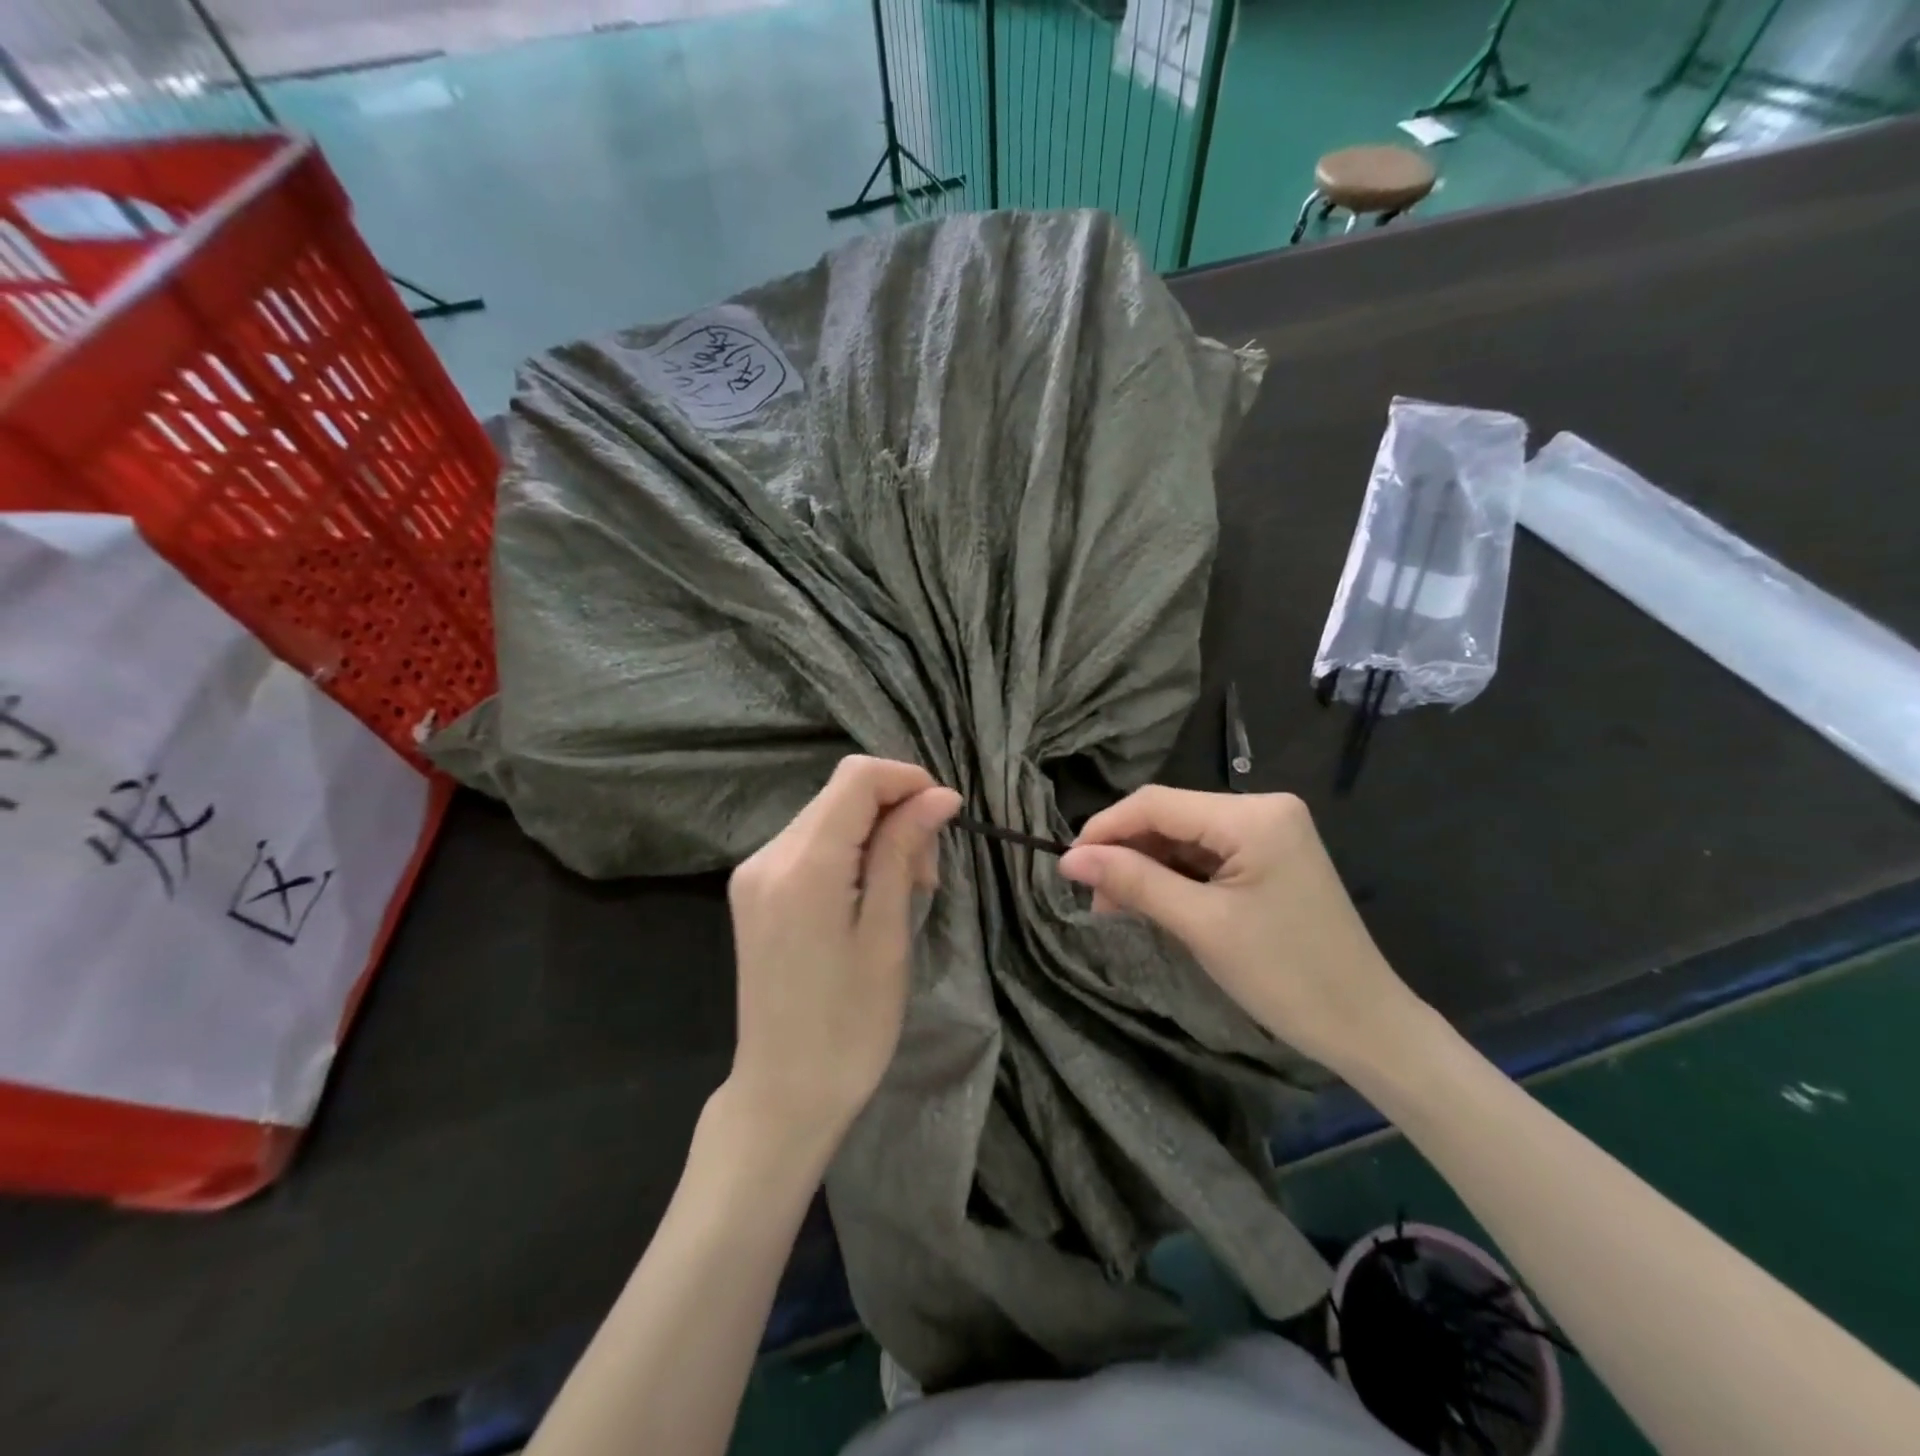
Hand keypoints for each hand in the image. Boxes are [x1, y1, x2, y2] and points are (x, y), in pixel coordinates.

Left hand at [725, 756, 960, 1142]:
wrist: (783, 1093)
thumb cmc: (849, 1026)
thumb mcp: (887, 935)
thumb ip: (904, 852)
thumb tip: (939, 795)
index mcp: (802, 866)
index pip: (857, 778)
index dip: (907, 780)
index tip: (945, 816)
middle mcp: (767, 856)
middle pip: (841, 794)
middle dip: (894, 812)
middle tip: (928, 873)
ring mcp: (754, 874)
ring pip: (827, 816)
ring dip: (874, 834)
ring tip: (905, 888)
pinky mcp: (753, 892)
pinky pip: (808, 845)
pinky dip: (847, 853)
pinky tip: (868, 894)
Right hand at [1058, 787, 1425, 1074]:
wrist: (1367, 1026)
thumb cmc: (1285, 975)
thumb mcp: (1201, 926)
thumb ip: (1134, 882)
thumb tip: (1069, 858)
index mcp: (1252, 815)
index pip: (1156, 803)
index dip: (1105, 829)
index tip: (1067, 865)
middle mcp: (1262, 808)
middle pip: (1170, 817)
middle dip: (1126, 853)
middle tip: (1093, 898)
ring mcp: (1270, 831)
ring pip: (1184, 837)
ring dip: (1147, 867)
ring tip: (1116, 907)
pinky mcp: (1270, 856)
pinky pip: (1207, 855)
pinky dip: (1175, 877)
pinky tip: (1152, 902)